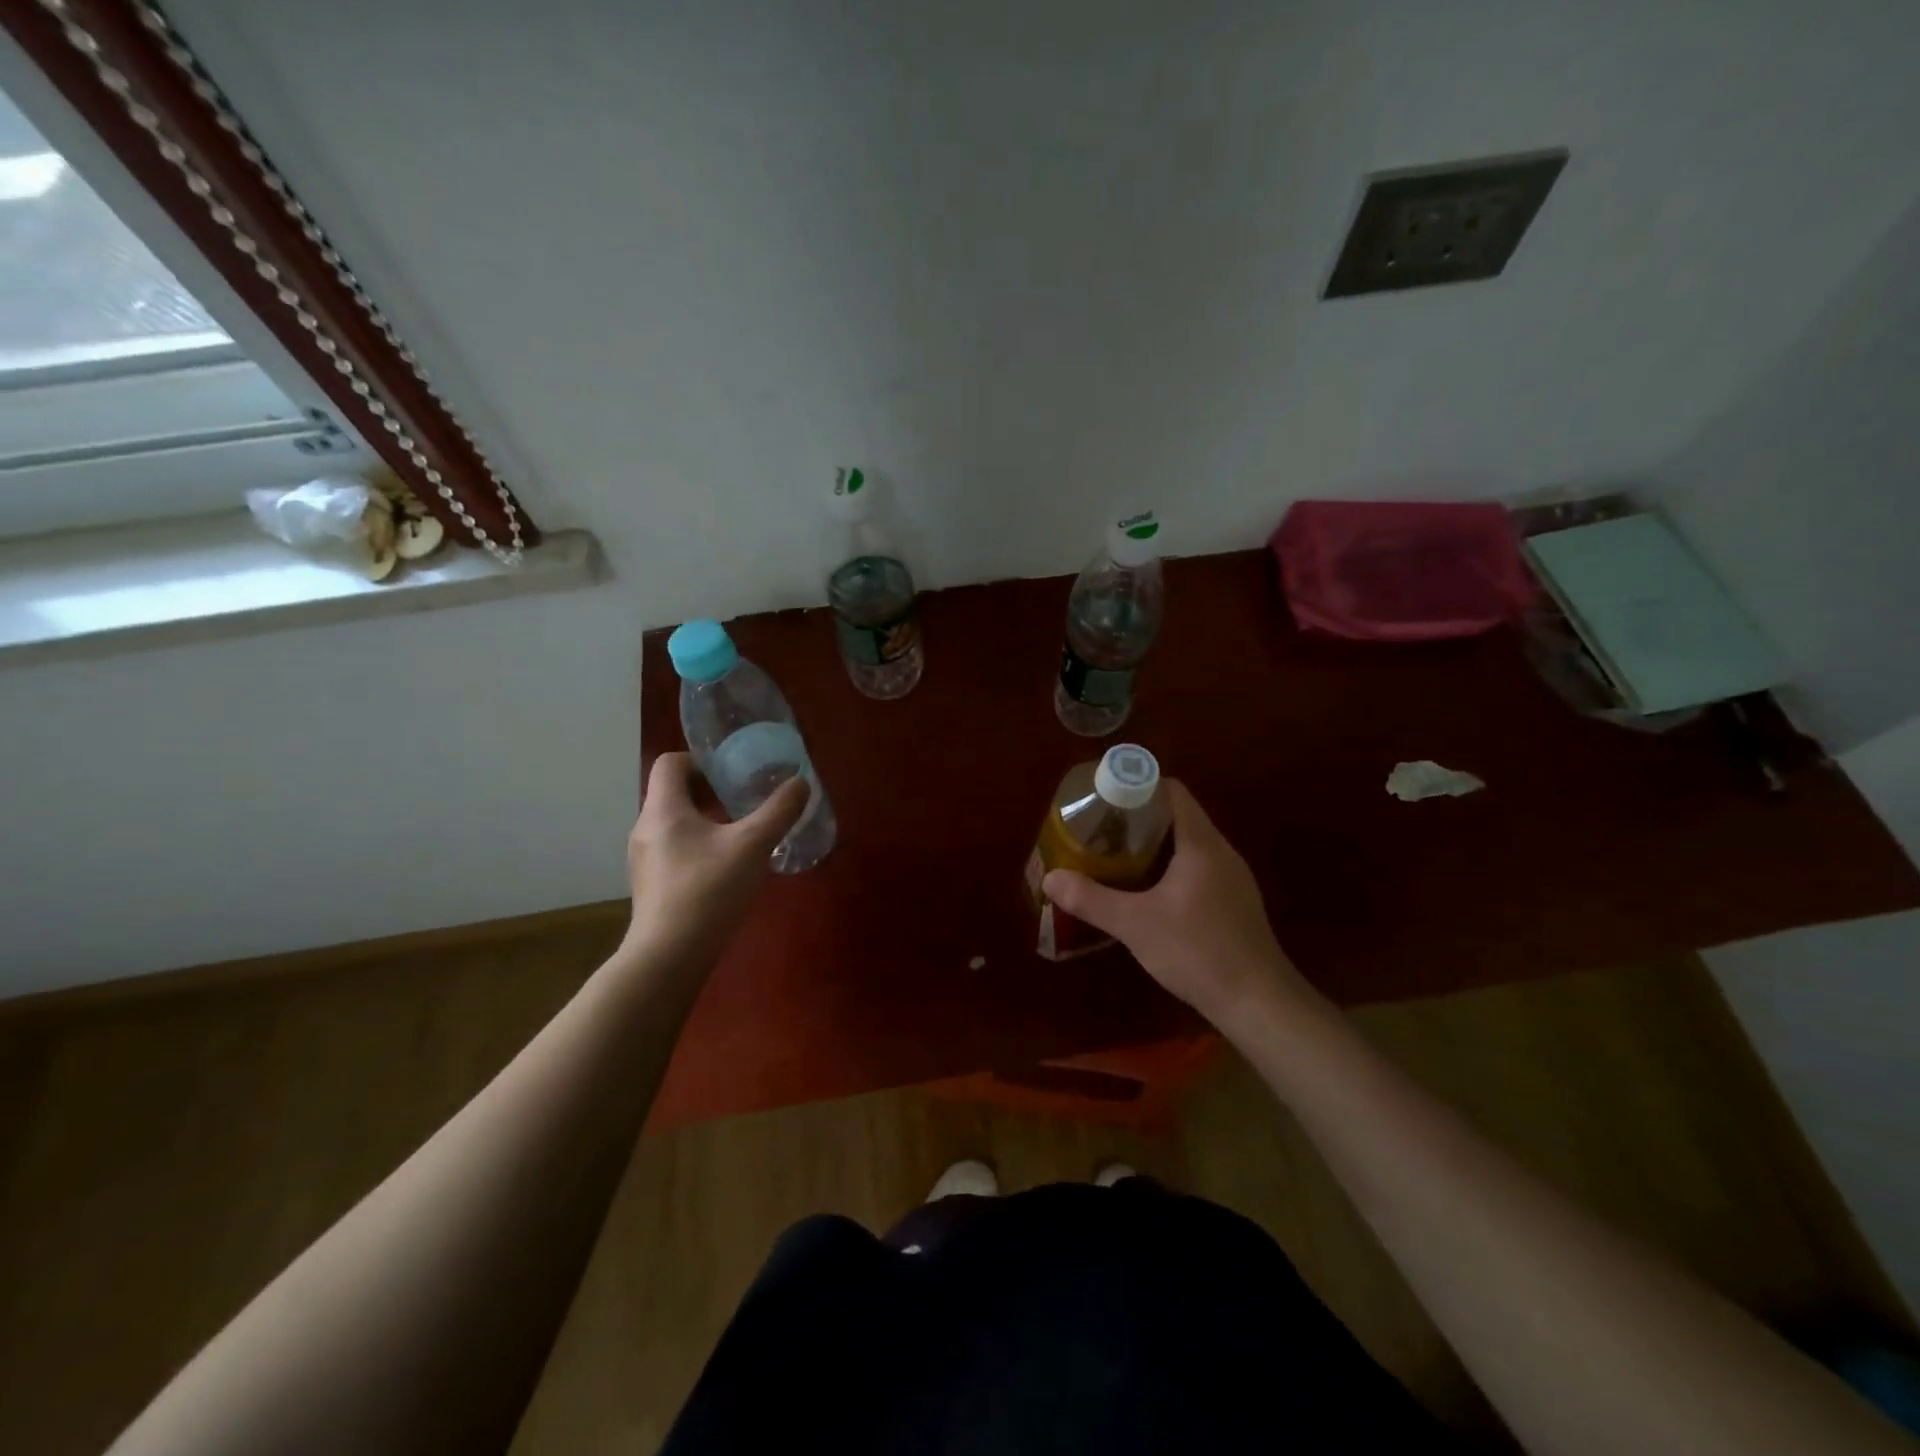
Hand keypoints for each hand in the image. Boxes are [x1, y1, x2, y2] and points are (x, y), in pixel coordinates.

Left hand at [623, 752, 808, 967]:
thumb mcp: (753, 845)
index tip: (733, 772)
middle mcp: (646, 828)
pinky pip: (674, 849)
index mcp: (664, 809)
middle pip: (673, 792)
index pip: (670, 763)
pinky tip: (727, 867)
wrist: (670, 957)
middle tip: (745, 799)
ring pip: (675, 823)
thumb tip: (800, 783)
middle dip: (711, 790)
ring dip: (706, 819)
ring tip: (741, 833)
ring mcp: (644, 859)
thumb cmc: (709, 890)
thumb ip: (779, 811)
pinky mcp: (651, 885)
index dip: (701, 760)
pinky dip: (699, 845)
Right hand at [1042, 780, 1313, 1029]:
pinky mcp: (1234, 903)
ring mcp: (1232, 879)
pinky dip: (1170, 869)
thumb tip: (1050, 878)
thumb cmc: (1198, 952)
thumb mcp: (1135, 924)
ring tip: (1115, 857)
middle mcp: (1221, 852)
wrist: (1259, 1003)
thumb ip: (1091, 899)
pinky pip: (1198, 869)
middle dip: (1137, 819)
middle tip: (1100, 830)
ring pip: (1188, 845)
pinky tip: (1147, 893)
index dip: (1138, 787)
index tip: (1104, 799)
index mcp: (1201, 844)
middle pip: (1178, 816)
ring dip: (1153, 846)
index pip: (1172, 792)